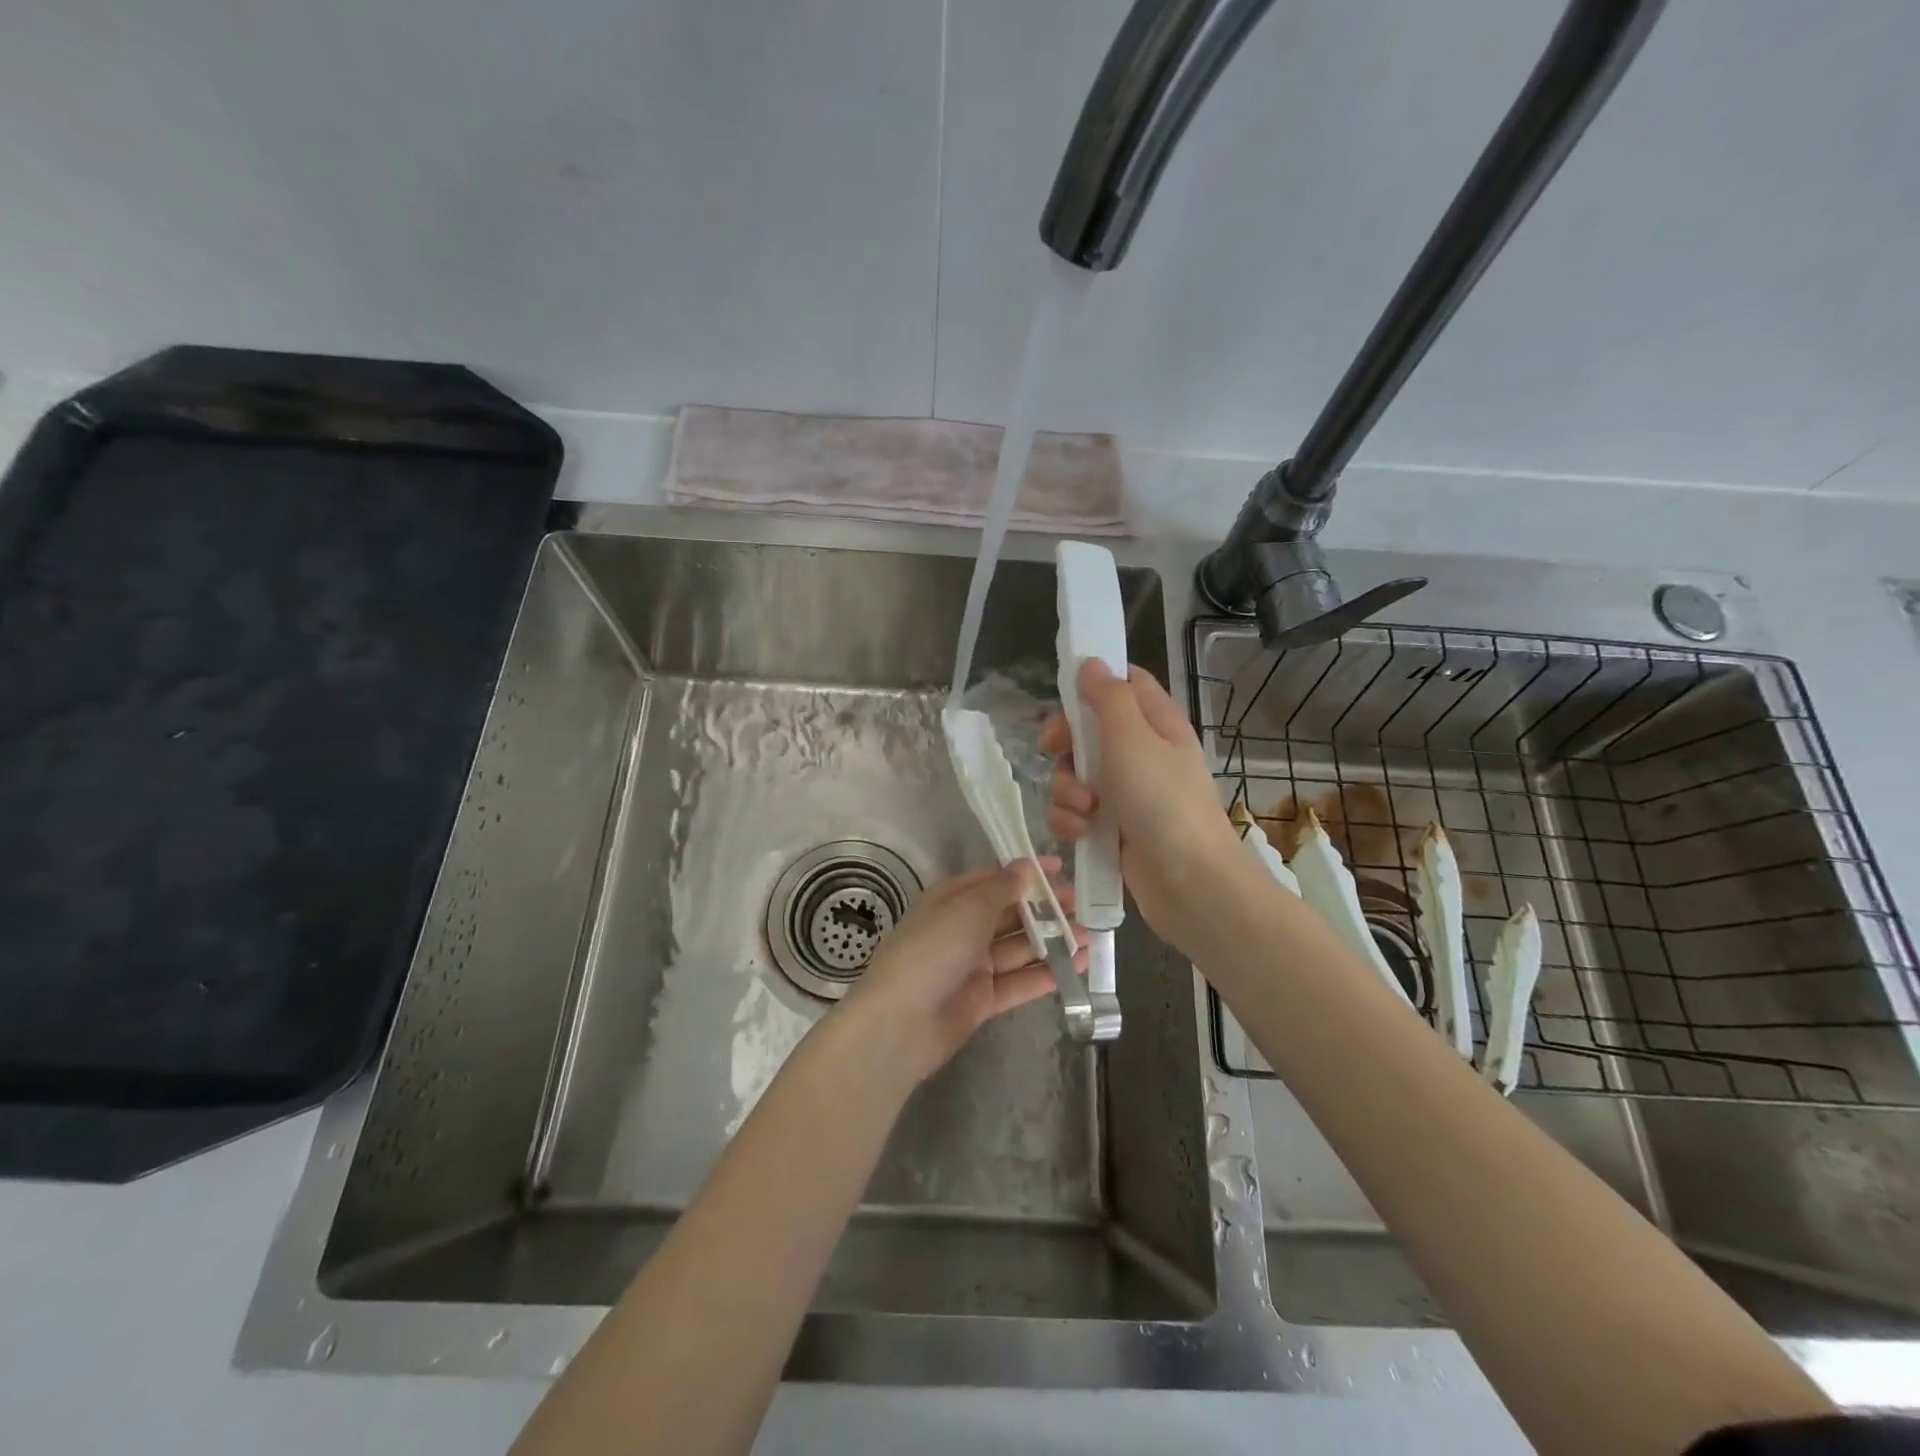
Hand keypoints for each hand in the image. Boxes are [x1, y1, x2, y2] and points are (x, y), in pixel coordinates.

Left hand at [841, 860, 1080, 1083]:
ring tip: (1089, 935)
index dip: (1025, 873)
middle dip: (1044, 908)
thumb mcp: (967, 908)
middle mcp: (962, 929)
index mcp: (951, 900)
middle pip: (1010, 914)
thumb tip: (1025, 867)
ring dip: (1052, 941)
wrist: (901, 1023)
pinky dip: (1047, 973)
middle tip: (1081, 905)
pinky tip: (1077, 965)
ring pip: (1018, 948)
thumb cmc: (932, 950)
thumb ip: (1001, 888)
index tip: (1059, 867)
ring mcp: (973, 966)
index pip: (993, 879)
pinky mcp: (983, 999)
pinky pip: (1020, 981)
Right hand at [1041, 660, 1240, 954]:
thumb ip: (1107, 697)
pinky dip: (1073, 821)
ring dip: (1067, 790)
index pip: (1125, 683)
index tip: (1065, 693)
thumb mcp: (1132, 738)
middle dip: (1066, 744)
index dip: (1094, 682)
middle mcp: (1141, 753)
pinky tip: (1082, 833)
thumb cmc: (1162, 801)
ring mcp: (1127, 793)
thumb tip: (1091, 663)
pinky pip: (1077, 812)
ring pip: (1075, 774)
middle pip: (1088, 730)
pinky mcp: (1112, 828)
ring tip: (1085, 809)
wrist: (1189, 883)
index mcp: (1155, 722)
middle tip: (1057, 751)